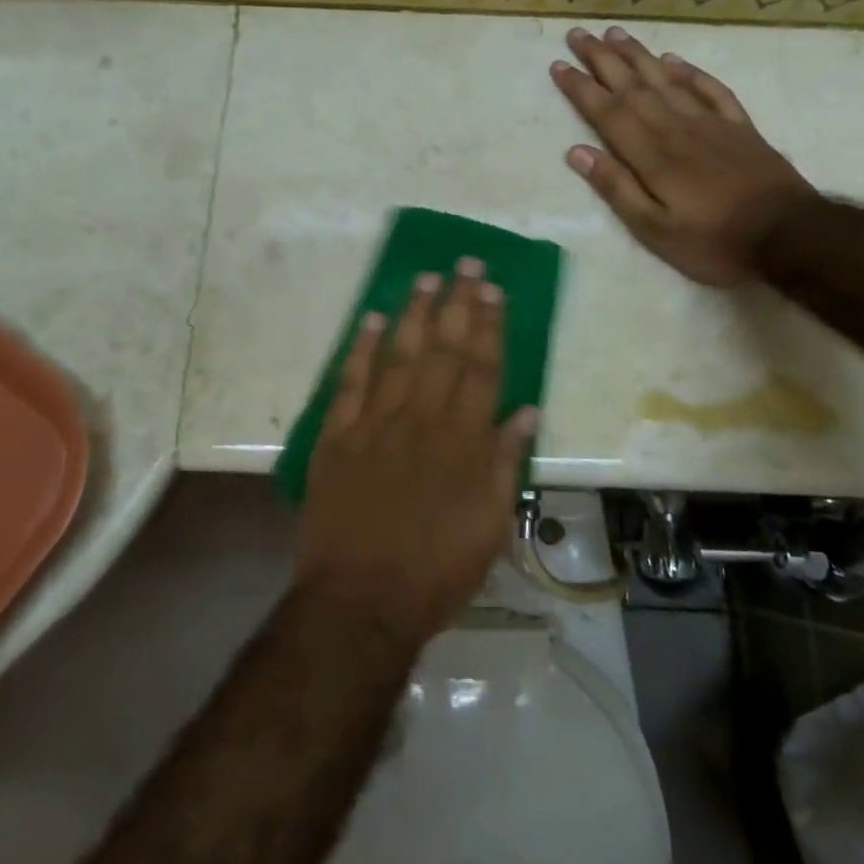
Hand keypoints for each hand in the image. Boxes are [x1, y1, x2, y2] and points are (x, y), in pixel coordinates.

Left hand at [295, 259, 537, 647]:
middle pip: (444, 350)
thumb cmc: (437, 569)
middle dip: (458, 304)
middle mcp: (422, 420)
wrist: (361, 600)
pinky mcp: (337, 436)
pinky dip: (361, 349)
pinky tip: (373, 319)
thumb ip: (506, 462)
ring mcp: (375, 424)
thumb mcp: (491, 525)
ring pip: (400, 355)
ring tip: (427, 277)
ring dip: (415, 313)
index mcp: (463, 441)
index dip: (489, 326)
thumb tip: (526, 410)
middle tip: (466, 263)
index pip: (482, 369)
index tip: (494, 290)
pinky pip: (350, 382)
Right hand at [551, 25, 814, 286]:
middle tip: (578, 34)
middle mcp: (677, 129)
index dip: (581, 88)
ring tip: (615, 34)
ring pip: (667, 80)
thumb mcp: (655, 230)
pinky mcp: (740, 128)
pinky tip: (674, 60)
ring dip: (638, 56)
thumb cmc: (714, 242)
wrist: (790, 236)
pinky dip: (690, 72)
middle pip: (633, 87)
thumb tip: (577, 152)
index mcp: (652, 156)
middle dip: (602, 60)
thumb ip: (617, 188)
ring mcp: (711, 125)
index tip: (558, 65)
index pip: (608, 112)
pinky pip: (711, 90)